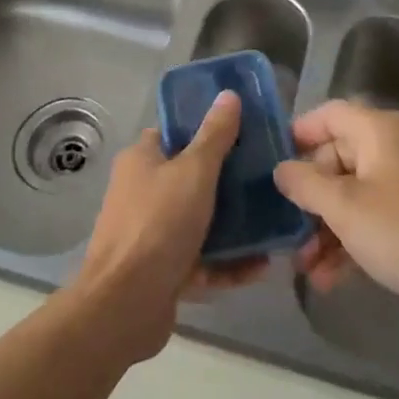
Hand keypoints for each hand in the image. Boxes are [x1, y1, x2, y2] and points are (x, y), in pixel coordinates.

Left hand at [72, 91, 266, 362]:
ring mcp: (152, 234)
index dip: (205, 129)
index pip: (174, 133)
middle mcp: (142, 192)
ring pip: (200, 221)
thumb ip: (215, 135)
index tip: (243, 132)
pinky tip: (262, 266)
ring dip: (235, 226)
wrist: (125, 305)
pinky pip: (202, 261)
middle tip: (267, 178)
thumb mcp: (194, 171)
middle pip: (191, 178)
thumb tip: (228, 94)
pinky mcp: (163, 271)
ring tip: (274, 222)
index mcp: (142, 160)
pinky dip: (229, 264)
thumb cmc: (158, 224)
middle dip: (229, 181)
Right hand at [273, 100, 398, 336]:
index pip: (329, 114)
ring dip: (325, 227)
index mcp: (380, 131)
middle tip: (286, 229)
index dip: (298, 134)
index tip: (271, 164)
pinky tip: (329, 278)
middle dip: (309, 197)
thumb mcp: (344, 208)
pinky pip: (373, 218)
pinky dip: (350, 240)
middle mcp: (395, 148)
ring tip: (304, 266)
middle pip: (338, 158)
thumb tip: (281, 168)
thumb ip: (305, 184)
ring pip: (353, 194)